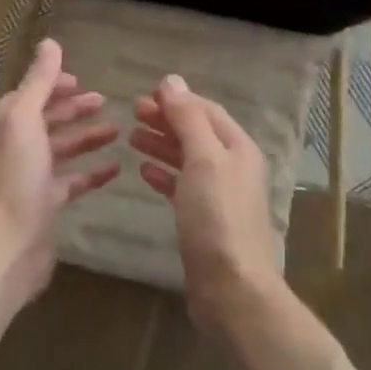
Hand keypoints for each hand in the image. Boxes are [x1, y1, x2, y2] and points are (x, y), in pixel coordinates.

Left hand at [0, 38, 119, 299]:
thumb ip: (38, 81)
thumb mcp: (25, 118)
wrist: (9, 244)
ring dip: (87, 137)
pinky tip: (116, 168)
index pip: (29, 95)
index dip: (53, 85)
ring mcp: (29, 177)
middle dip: (73, 109)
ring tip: (118, 131)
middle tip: (104, 101)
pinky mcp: (45, 204)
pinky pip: (72, 181)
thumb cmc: (16, 175)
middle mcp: (14, 147)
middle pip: (46, 120)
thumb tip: (49, 43)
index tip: (80, 80)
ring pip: (61, 149)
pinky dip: (92, 172)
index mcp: (4, 124)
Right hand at [130, 75, 284, 331]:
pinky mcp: (205, 221)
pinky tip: (144, 172)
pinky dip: (164, 175)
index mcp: (238, 148)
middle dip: (167, 120)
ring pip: (188, 160)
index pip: (207, 111)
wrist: (232, 288)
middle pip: (197, 133)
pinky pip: (182, 187)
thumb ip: (188, 119)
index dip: (178, 100)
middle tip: (133, 113)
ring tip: (132, 137)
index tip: (145, 94)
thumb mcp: (203, 160)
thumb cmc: (217, 218)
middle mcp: (233, 168)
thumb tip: (172, 81)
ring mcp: (219, 195)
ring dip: (162, 145)